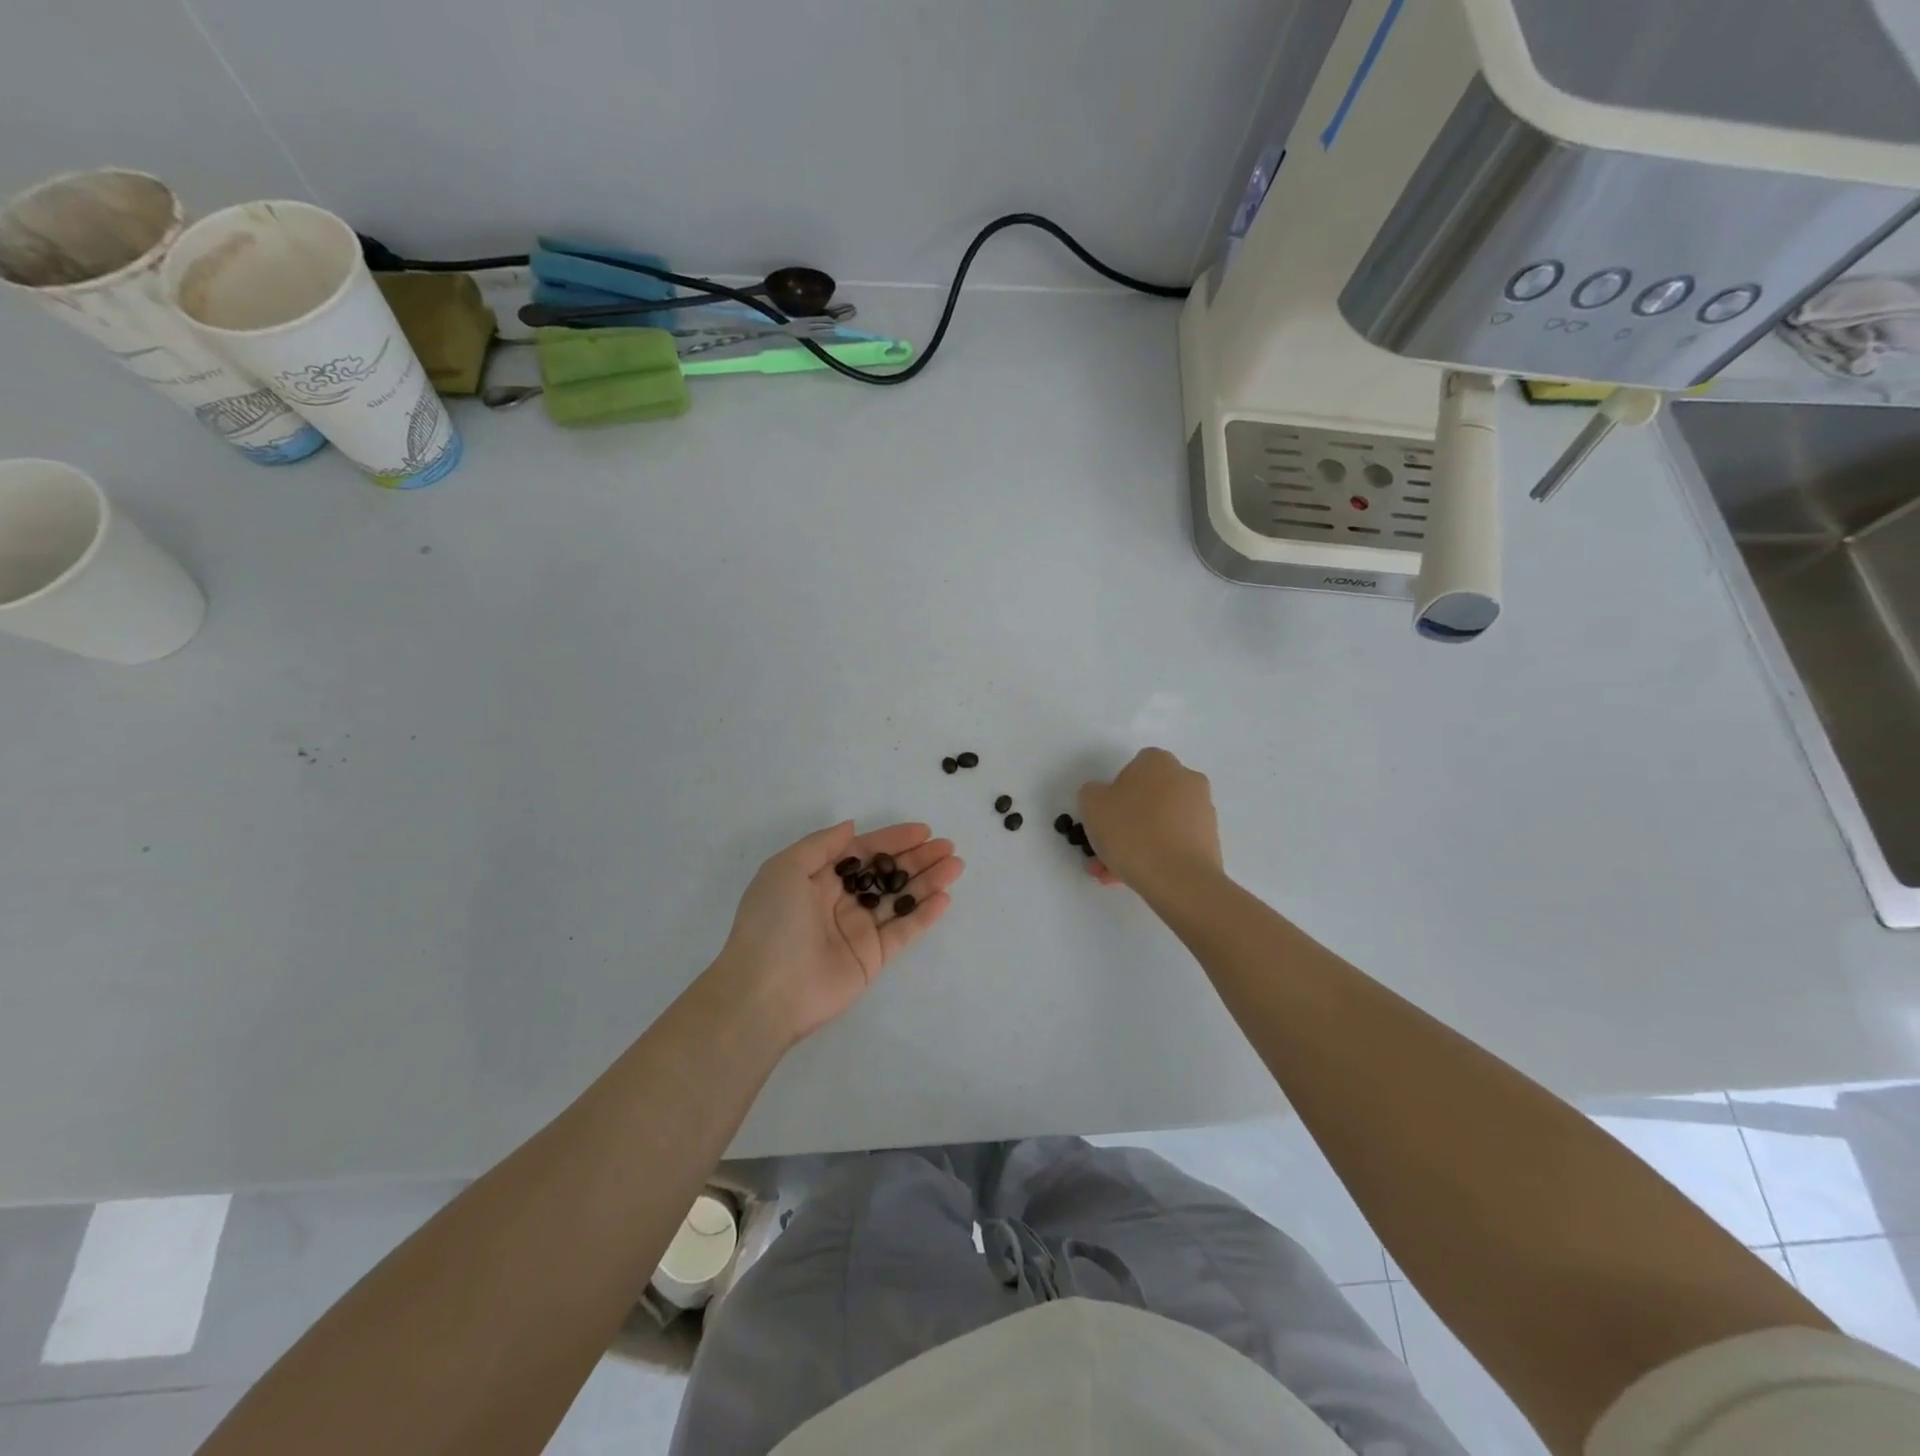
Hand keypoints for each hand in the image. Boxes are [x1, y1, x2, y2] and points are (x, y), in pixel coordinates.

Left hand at [716, 821, 963, 1043]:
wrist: (765, 991)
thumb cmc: (772, 922)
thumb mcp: (785, 869)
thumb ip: (822, 845)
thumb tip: (852, 827)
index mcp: (817, 879)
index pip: (862, 852)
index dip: (892, 839)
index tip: (922, 830)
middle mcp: (840, 902)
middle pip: (886, 874)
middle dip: (917, 858)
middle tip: (947, 847)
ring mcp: (858, 931)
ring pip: (900, 899)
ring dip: (928, 881)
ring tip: (955, 865)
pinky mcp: (872, 959)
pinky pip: (903, 931)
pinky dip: (924, 915)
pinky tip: (945, 897)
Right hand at [1079, 748, 1222, 893]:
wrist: (1178, 878)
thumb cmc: (1131, 832)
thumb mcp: (1091, 805)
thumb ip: (1092, 793)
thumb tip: (1103, 797)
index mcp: (1158, 762)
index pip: (1132, 769)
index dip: (1114, 793)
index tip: (1104, 817)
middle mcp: (1186, 779)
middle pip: (1147, 799)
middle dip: (1124, 823)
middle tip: (1104, 850)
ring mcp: (1202, 811)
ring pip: (1159, 825)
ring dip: (1136, 844)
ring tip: (1113, 874)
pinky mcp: (1210, 841)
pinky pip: (1174, 844)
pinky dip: (1156, 856)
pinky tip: (1135, 878)